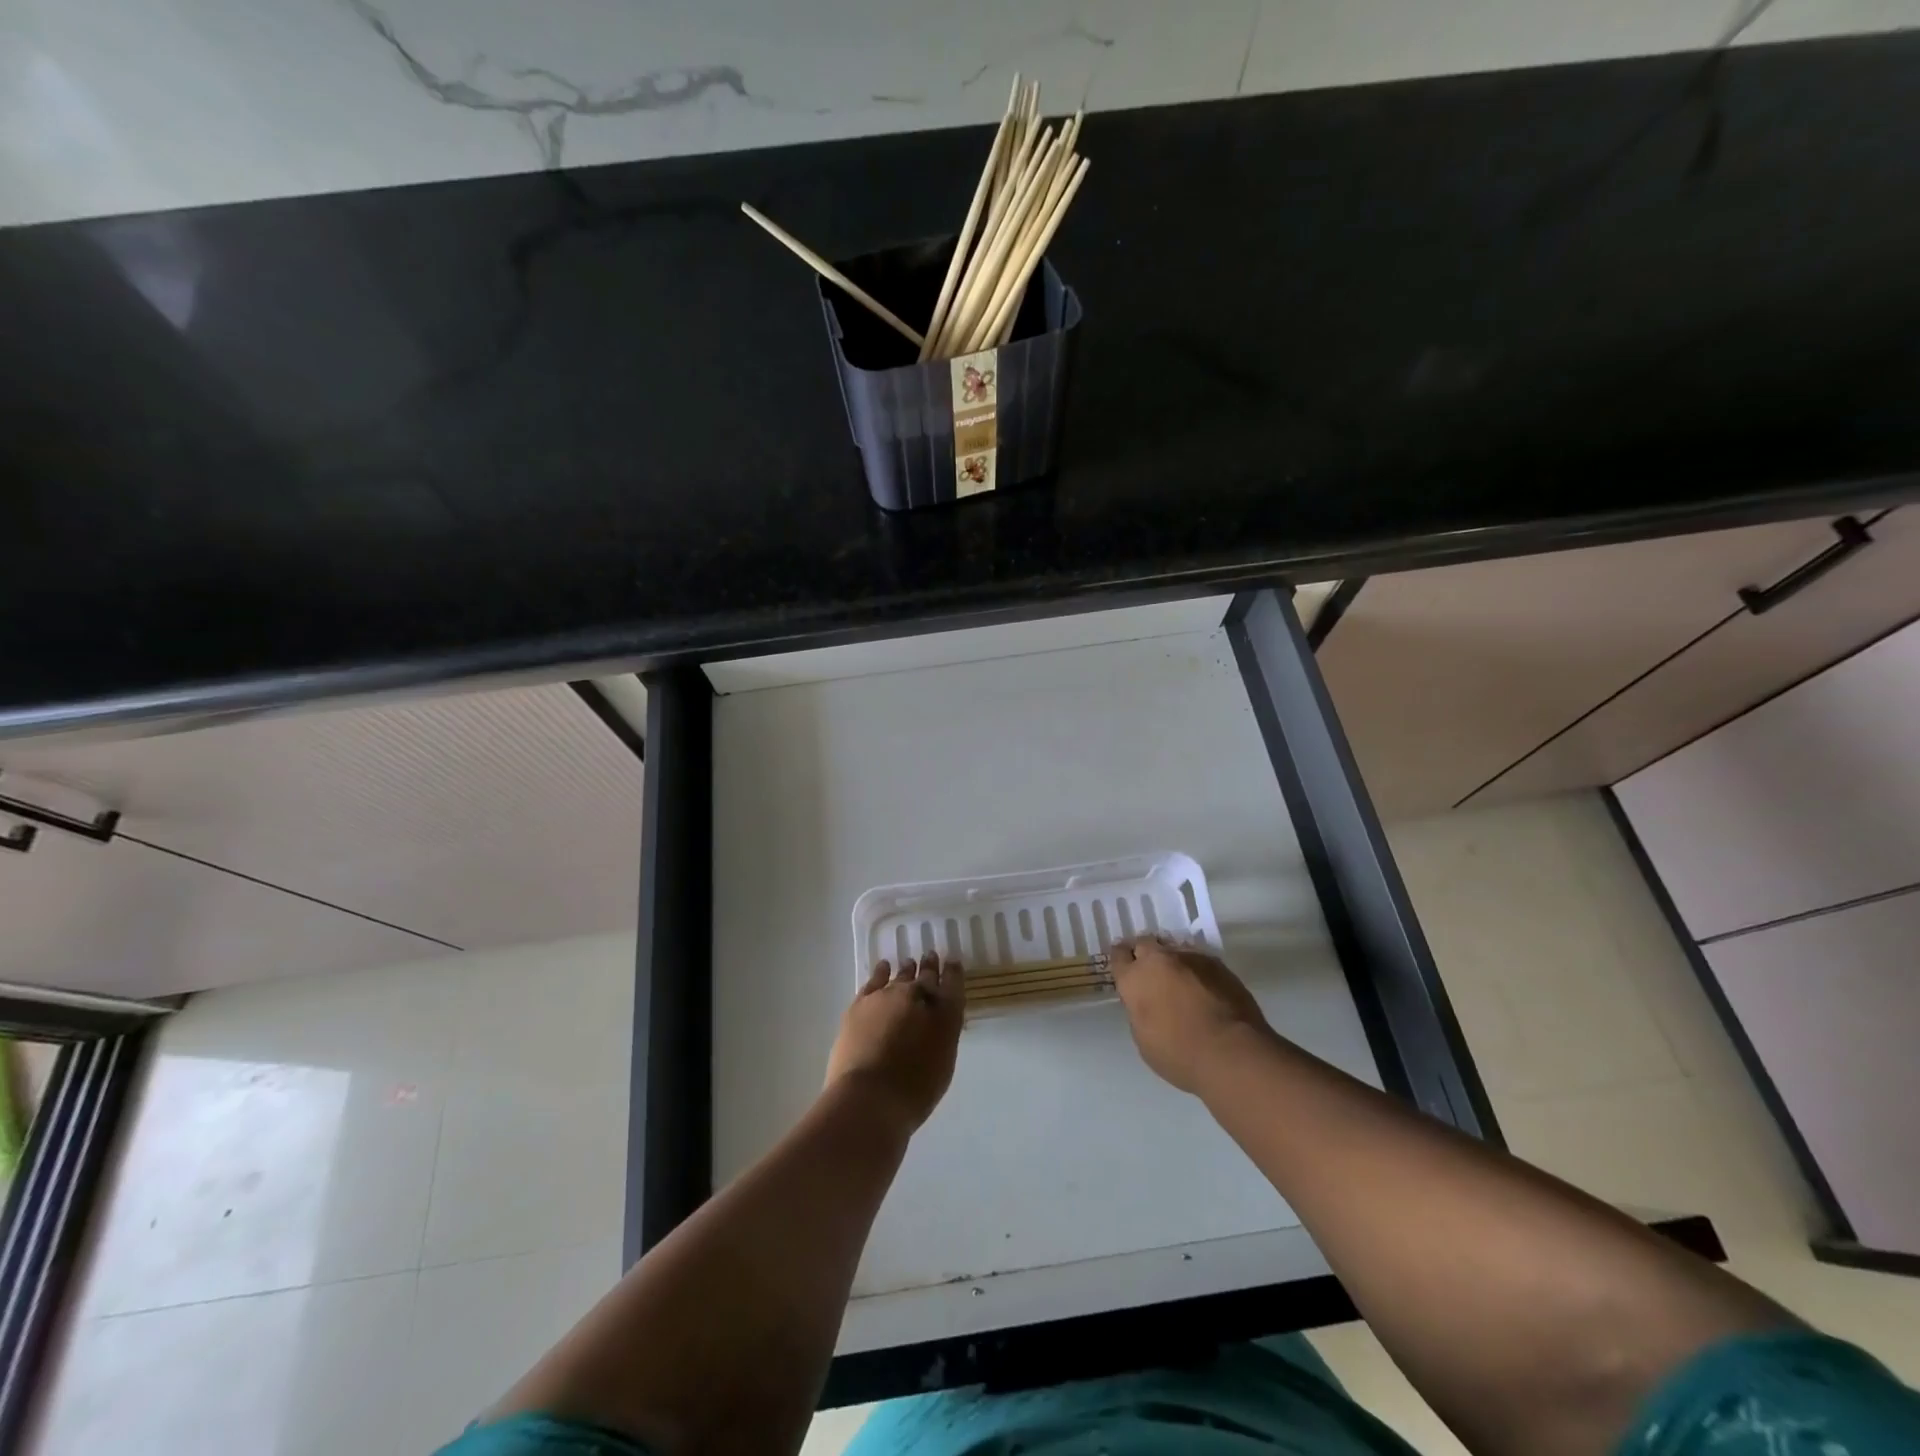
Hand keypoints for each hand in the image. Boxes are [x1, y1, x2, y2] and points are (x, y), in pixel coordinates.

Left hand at [826, 951, 964, 1132]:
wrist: (870, 1096)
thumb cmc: (914, 1091)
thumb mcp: (942, 1064)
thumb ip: (942, 1037)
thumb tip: (935, 1025)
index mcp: (946, 1014)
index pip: (954, 984)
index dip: (953, 972)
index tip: (952, 963)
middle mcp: (920, 996)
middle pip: (927, 975)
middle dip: (930, 966)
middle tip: (931, 956)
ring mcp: (889, 995)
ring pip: (901, 975)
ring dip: (907, 969)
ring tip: (909, 963)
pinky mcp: (862, 1002)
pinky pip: (875, 980)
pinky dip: (881, 972)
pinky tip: (883, 967)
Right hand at [1110, 936, 1270, 1093]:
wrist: (1232, 1053)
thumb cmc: (1179, 1055)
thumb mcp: (1143, 1039)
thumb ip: (1139, 1011)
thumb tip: (1147, 1002)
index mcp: (1135, 979)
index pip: (1118, 955)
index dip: (1121, 961)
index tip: (1126, 970)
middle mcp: (1159, 960)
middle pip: (1145, 943)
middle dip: (1145, 955)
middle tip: (1151, 973)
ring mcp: (1190, 957)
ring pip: (1174, 949)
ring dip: (1172, 961)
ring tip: (1180, 980)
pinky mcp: (1218, 964)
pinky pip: (1199, 960)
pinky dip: (1196, 970)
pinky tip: (1204, 988)